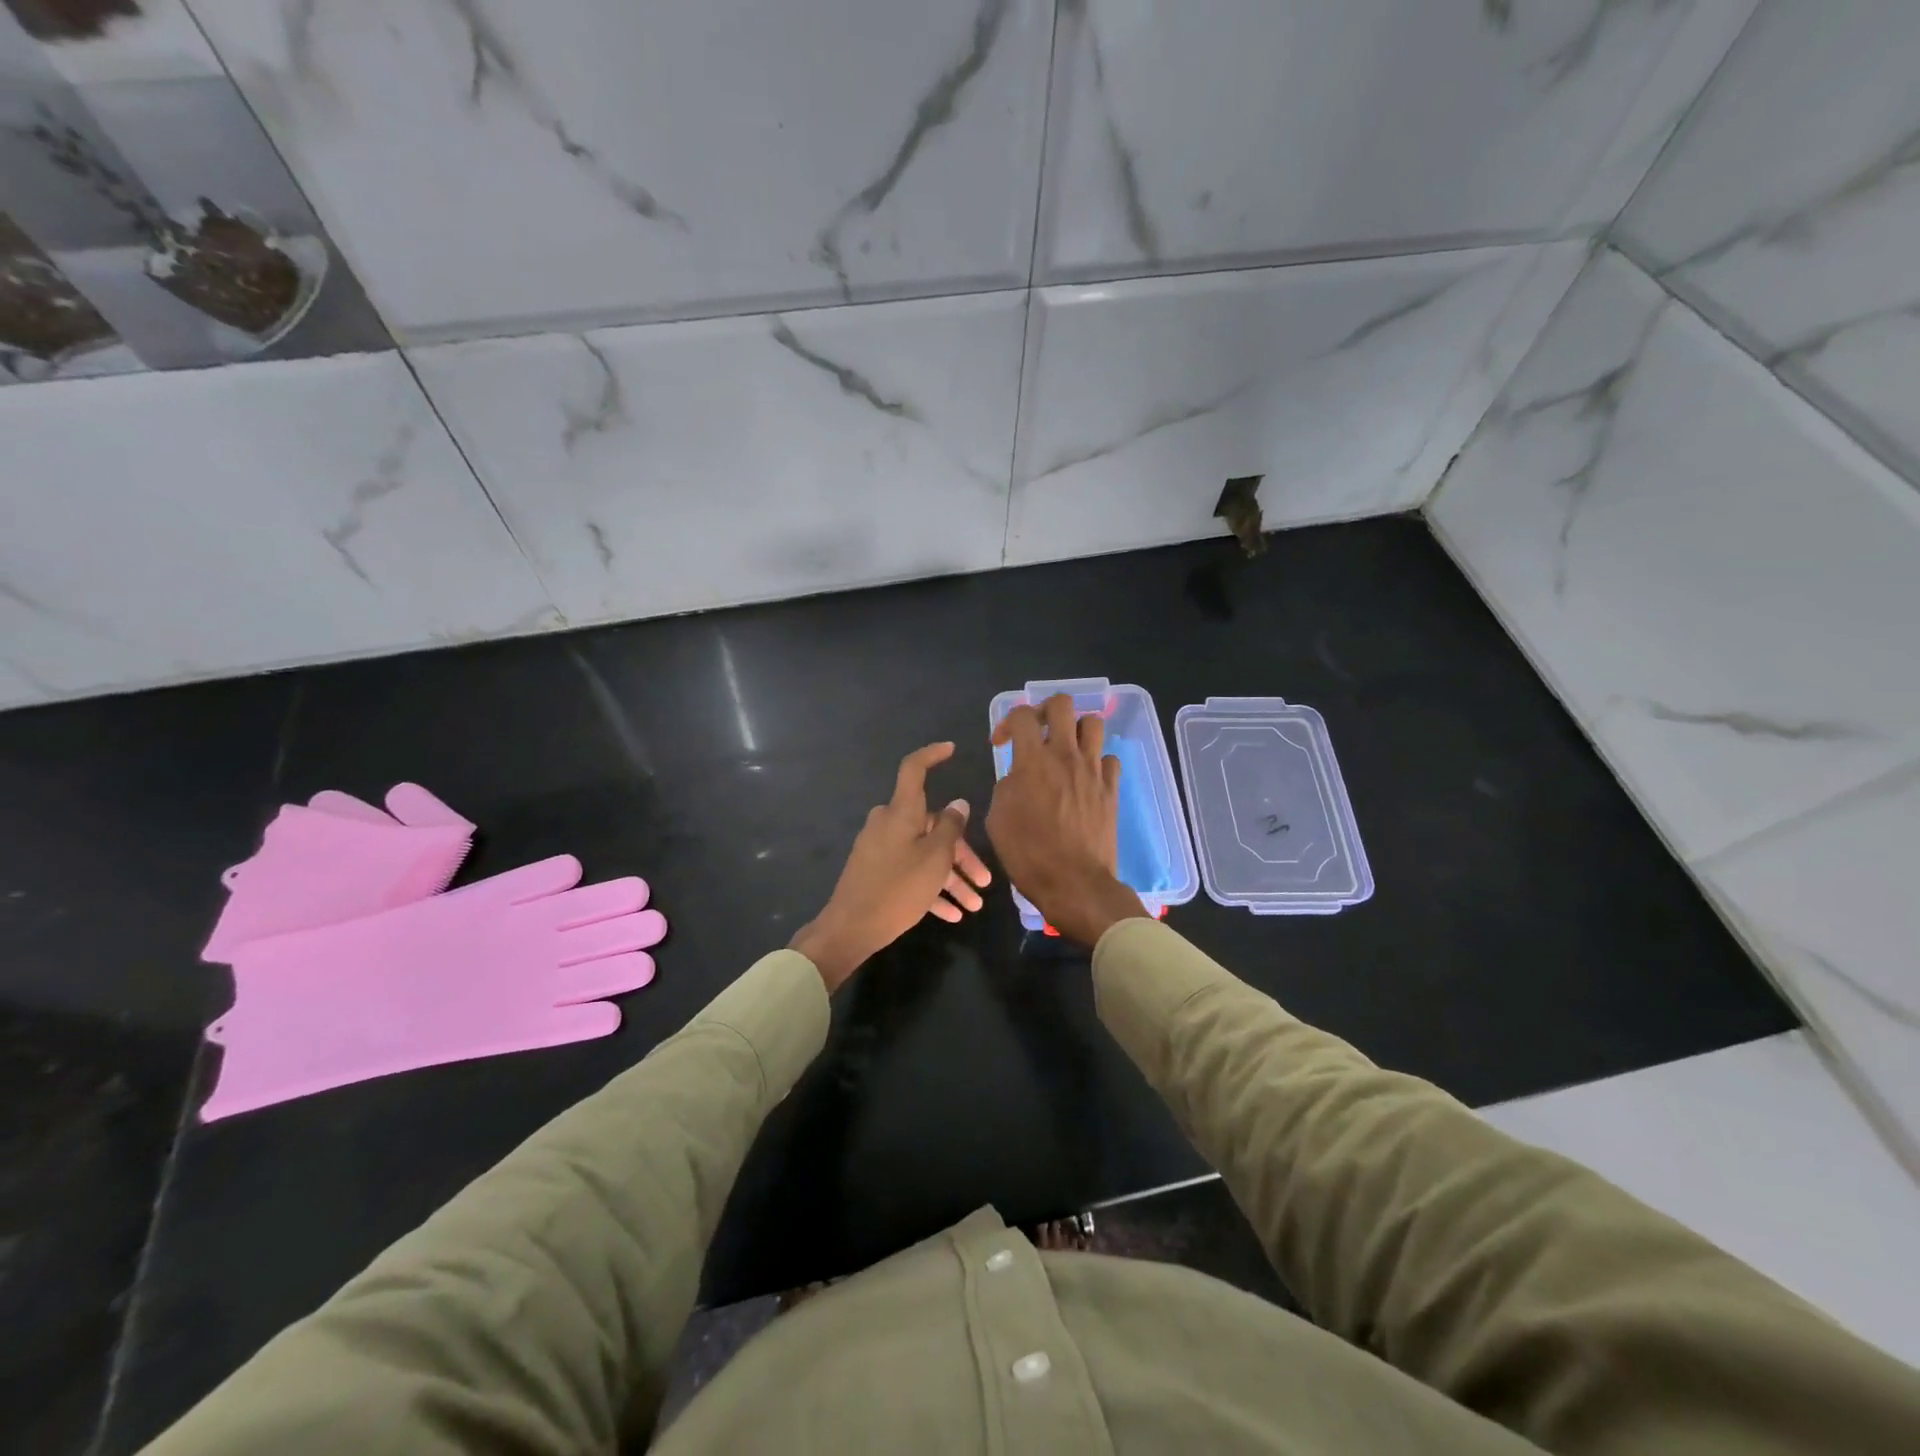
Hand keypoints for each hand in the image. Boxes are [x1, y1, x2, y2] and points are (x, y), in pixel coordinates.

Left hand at [790, 742, 991, 991]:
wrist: (850, 929)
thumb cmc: (897, 888)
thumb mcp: (934, 859)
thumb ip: (951, 828)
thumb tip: (958, 804)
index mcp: (901, 812)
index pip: (914, 770)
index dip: (932, 755)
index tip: (951, 750)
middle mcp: (889, 824)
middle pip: (932, 826)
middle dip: (961, 854)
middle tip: (985, 880)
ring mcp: (880, 848)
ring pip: (924, 854)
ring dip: (951, 878)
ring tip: (974, 905)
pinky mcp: (876, 871)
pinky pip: (910, 872)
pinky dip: (931, 889)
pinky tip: (953, 915)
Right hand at [986, 695, 1148, 945]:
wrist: (1073, 882)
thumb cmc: (1028, 854)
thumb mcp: (997, 819)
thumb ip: (1006, 786)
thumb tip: (1017, 776)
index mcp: (1033, 761)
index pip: (1021, 715)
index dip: (1007, 722)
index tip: (1001, 744)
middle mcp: (1065, 755)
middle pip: (1062, 704)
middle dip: (1045, 711)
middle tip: (1038, 732)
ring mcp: (1093, 770)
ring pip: (1092, 723)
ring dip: (1076, 730)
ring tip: (1065, 749)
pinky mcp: (1112, 788)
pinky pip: (1109, 758)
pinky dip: (1097, 761)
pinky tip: (1085, 777)